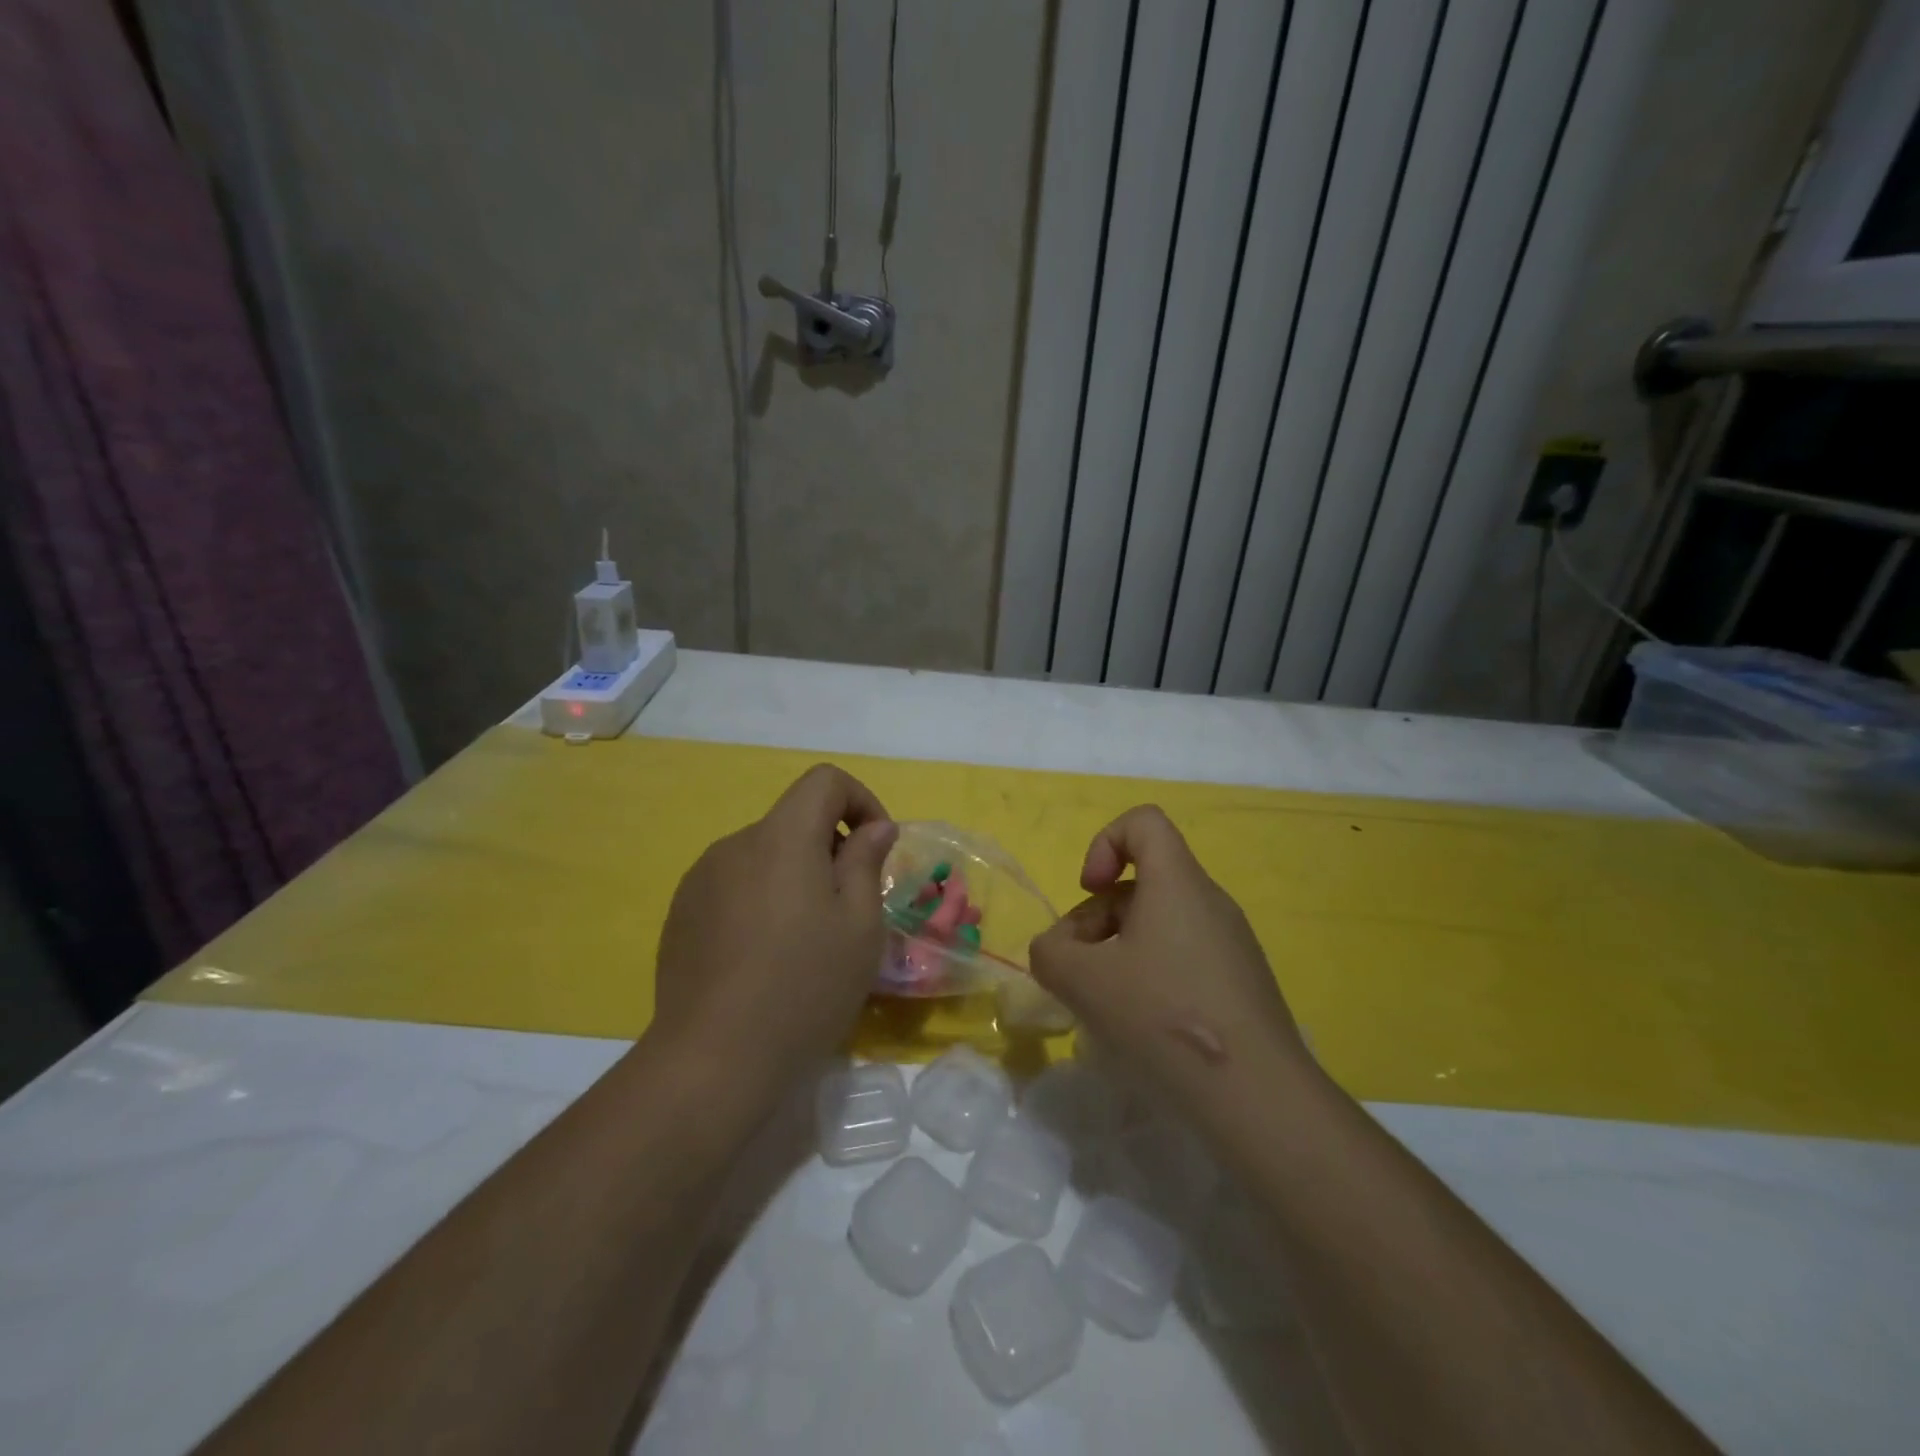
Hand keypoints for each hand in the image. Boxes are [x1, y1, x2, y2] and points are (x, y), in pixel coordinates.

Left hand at [652, 764, 897, 1097]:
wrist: (712, 1060)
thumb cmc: (804, 987)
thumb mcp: (859, 925)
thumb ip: (866, 862)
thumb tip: (874, 827)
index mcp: (781, 837)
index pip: (824, 781)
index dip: (861, 800)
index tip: (876, 849)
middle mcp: (735, 844)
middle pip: (794, 821)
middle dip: (830, 848)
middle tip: (849, 909)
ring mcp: (700, 880)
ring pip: (764, 856)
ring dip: (795, 877)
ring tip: (806, 940)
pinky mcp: (681, 914)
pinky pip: (734, 886)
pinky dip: (761, 900)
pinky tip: (763, 958)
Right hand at [1028, 805, 1307, 1121]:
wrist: (1259, 1096)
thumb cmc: (1164, 1017)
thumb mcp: (1082, 980)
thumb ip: (1050, 953)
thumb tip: (1056, 951)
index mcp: (1177, 883)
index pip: (1143, 822)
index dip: (1105, 843)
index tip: (1089, 891)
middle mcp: (1209, 901)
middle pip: (1142, 881)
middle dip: (1098, 917)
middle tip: (1080, 970)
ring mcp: (1231, 943)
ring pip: (1160, 923)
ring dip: (1120, 950)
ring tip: (1105, 1004)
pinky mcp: (1241, 981)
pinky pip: (1184, 956)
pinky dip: (1151, 976)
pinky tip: (1143, 1026)